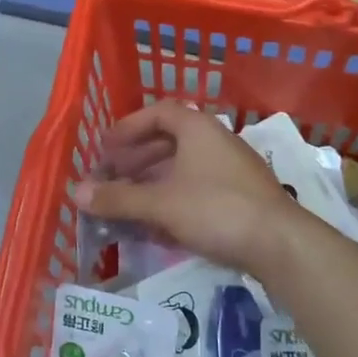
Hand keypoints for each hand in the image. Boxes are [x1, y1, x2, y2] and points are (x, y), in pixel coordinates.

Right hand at [69, 101, 293, 273]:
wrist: (281, 244)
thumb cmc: (216, 209)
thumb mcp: (160, 203)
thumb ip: (117, 198)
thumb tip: (76, 193)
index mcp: (198, 129)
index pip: (158, 112)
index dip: (128, 127)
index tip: (106, 147)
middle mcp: (216, 142)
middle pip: (168, 142)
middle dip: (135, 159)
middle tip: (111, 177)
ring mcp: (231, 171)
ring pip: (182, 169)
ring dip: (152, 183)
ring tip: (127, 203)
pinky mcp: (241, 199)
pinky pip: (197, 191)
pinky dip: (172, 201)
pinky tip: (156, 226)